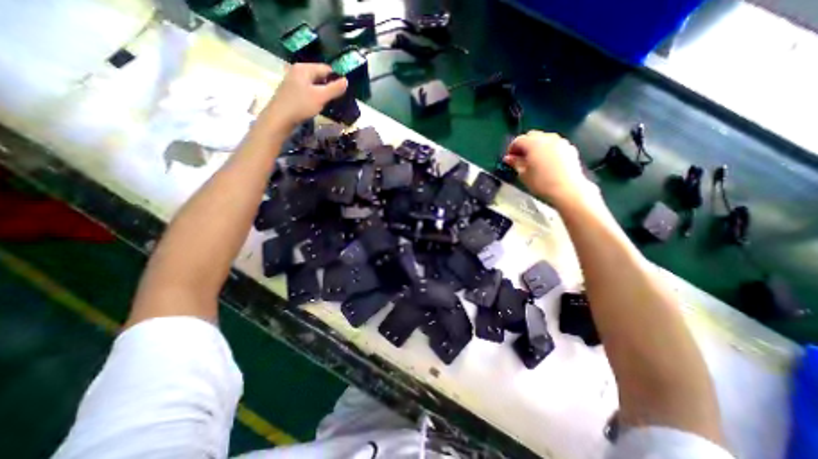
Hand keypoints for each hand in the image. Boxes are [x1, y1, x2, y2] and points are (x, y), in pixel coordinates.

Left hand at [260, 63, 346, 130]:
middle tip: (336, 99)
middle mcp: (297, 70)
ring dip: (321, 92)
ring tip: (327, 103)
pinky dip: (314, 96)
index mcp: (304, 68)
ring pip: (313, 83)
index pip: (326, 68)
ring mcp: (292, 80)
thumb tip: (346, 80)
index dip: (336, 79)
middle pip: (319, 75)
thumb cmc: (301, 105)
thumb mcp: (321, 97)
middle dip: (328, 86)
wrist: (280, 118)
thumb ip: (334, 89)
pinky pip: (307, 89)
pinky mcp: (291, 91)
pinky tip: (316, 105)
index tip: (342, 92)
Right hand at [503, 128, 599, 206]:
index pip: (518, 140)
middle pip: (532, 135)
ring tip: (534, 160)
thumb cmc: (541, 183)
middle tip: (520, 158)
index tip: (509, 159)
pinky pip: (555, 145)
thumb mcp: (523, 174)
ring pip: (544, 139)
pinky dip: (548, 150)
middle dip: (524, 145)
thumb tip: (508, 158)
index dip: (511, 149)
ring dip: (536, 146)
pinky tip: (547, 162)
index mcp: (533, 143)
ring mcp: (560, 142)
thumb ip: (515, 163)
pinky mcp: (569, 148)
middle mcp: (547, 138)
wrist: (567, 189)